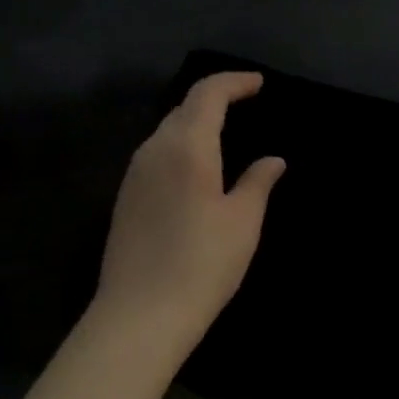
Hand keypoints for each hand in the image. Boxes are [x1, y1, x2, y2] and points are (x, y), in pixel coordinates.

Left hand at [94, 71, 284, 352]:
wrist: (140, 315)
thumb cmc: (202, 265)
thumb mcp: (243, 222)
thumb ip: (258, 182)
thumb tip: (272, 160)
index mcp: (187, 147)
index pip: (207, 94)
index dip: (233, 82)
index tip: (258, 83)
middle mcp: (154, 150)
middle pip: (183, 108)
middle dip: (214, 99)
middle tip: (245, 103)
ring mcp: (134, 174)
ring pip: (166, 131)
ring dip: (195, 122)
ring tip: (224, 133)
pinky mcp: (126, 197)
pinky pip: (156, 154)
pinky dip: (180, 146)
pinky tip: (196, 167)